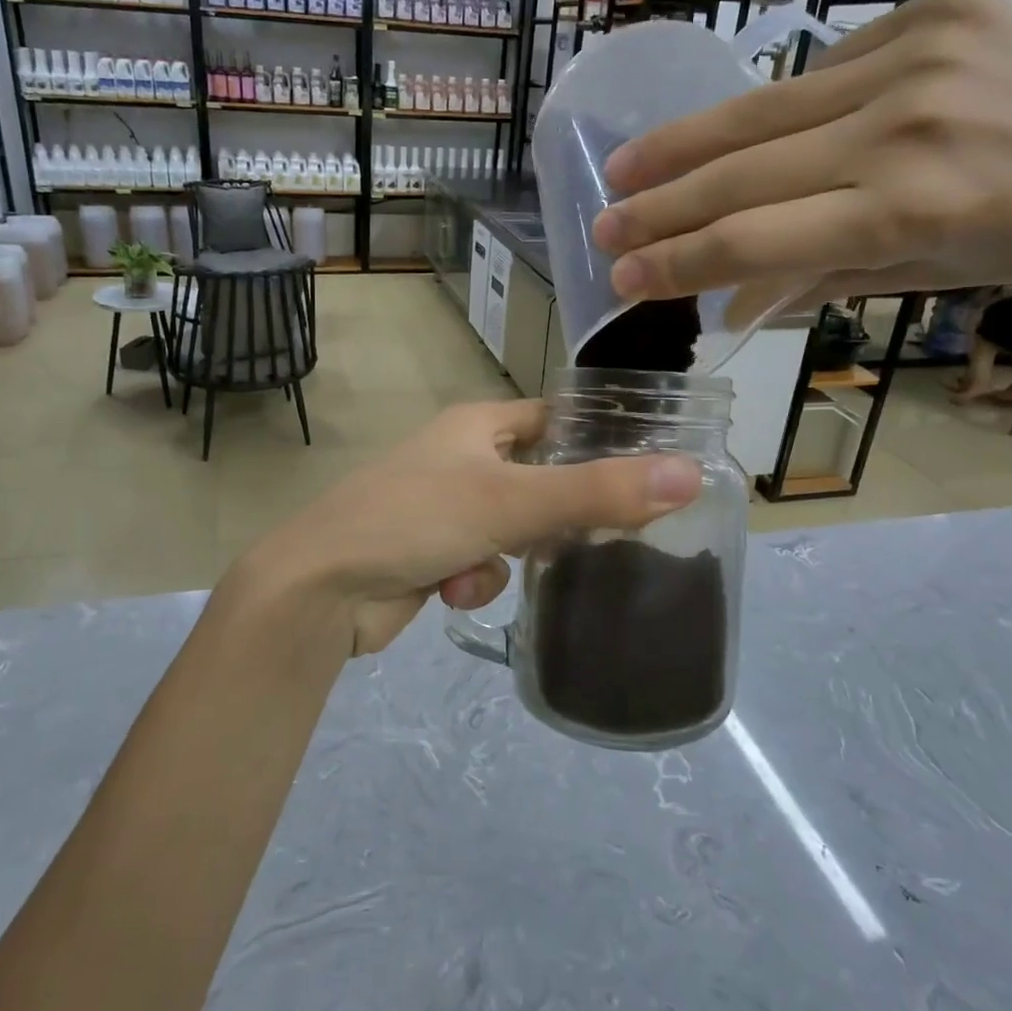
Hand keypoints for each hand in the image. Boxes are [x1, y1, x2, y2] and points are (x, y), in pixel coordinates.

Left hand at [231, 400, 701, 660]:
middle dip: (560, 513)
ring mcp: (443, 506)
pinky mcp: (431, 552)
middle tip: (600, 538)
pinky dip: (475, 579)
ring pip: (514, 529)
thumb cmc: (415, 519)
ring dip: (510, 555)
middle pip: (540, 479)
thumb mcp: (511, 502)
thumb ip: (598, 491)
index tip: (644, 470)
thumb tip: (689, 473)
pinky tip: (450, 590)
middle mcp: (461, 458)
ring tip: (488, 566)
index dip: (597, 439)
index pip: (555, 419)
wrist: (322, 587)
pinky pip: (481, 562)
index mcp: (477, 426)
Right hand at [590, 0, 1011, 320]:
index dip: (677, 260)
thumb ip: (808, 284)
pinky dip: (778, 111)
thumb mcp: (914, 279)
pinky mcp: (932, 10)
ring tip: (627, 166)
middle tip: (601, 225)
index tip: (621, 277)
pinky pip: (821, 70)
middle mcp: (902, 130)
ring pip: (762, 109)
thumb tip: (722, 308)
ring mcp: (916, 58)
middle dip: (659, 206)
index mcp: (905, 213)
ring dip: (683, 144)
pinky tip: (748, 135)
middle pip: (742, 171)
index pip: (753, 239)